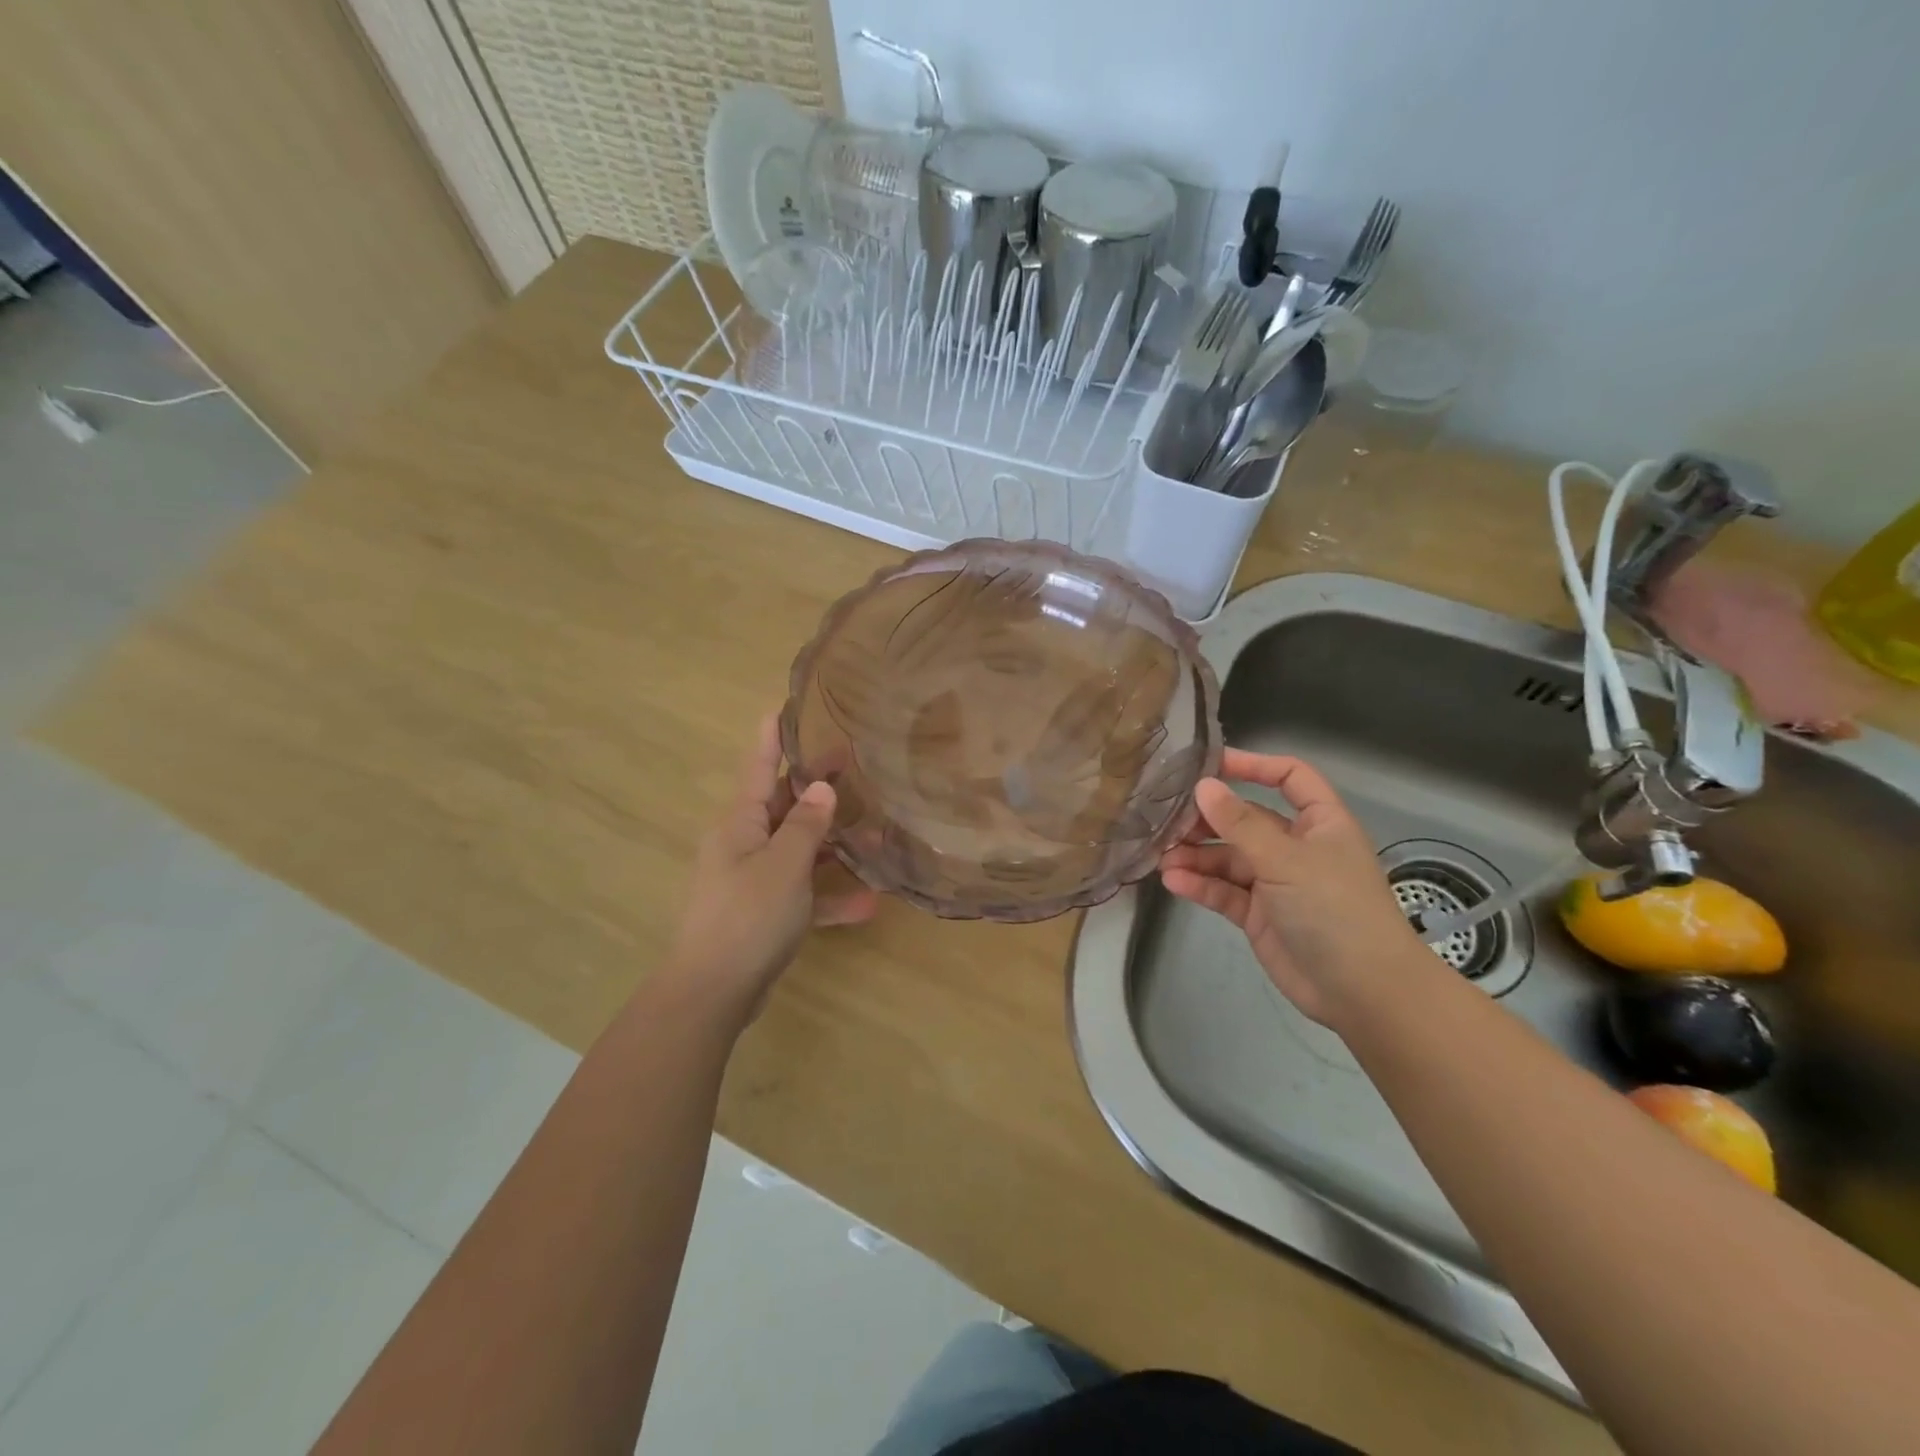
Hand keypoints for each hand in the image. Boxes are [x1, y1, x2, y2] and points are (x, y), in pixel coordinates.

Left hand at [664, 717, 878, 1024]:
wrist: (713, 992)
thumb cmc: (748, 916)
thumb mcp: (784, 865)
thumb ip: (806, 824)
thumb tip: (822, 788)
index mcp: (740, 823)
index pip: (758, 766)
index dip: (772, 737)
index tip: (784, 706)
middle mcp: (743, 844)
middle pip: (784, 806)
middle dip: (819, 789)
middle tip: (856, 767)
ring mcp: (753, 880)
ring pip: (798, 850)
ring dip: (833, 846)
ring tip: (879, 835)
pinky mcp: (763, 913)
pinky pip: (802, 893)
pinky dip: (829, 896)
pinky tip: (869, 904)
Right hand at [1159, 749, 1425, 1026]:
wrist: (1362, 991)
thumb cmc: (1334, 909)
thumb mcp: (1286, 858)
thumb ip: (1239, 823)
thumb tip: (1203, 785)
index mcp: (1319, 823)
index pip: (1289, 778)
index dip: (1254, 766)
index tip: (1210, 765)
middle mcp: (1296, 847)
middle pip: (1246, 820)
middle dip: (1209, 819)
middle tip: (1169, 820)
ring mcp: (1276, 882)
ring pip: (1229, 858)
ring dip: (1196, 855)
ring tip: (1161, 855)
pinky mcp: (1259, 915)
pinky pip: (1224, 891)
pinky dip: (1200, 884)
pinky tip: (1173, 880)